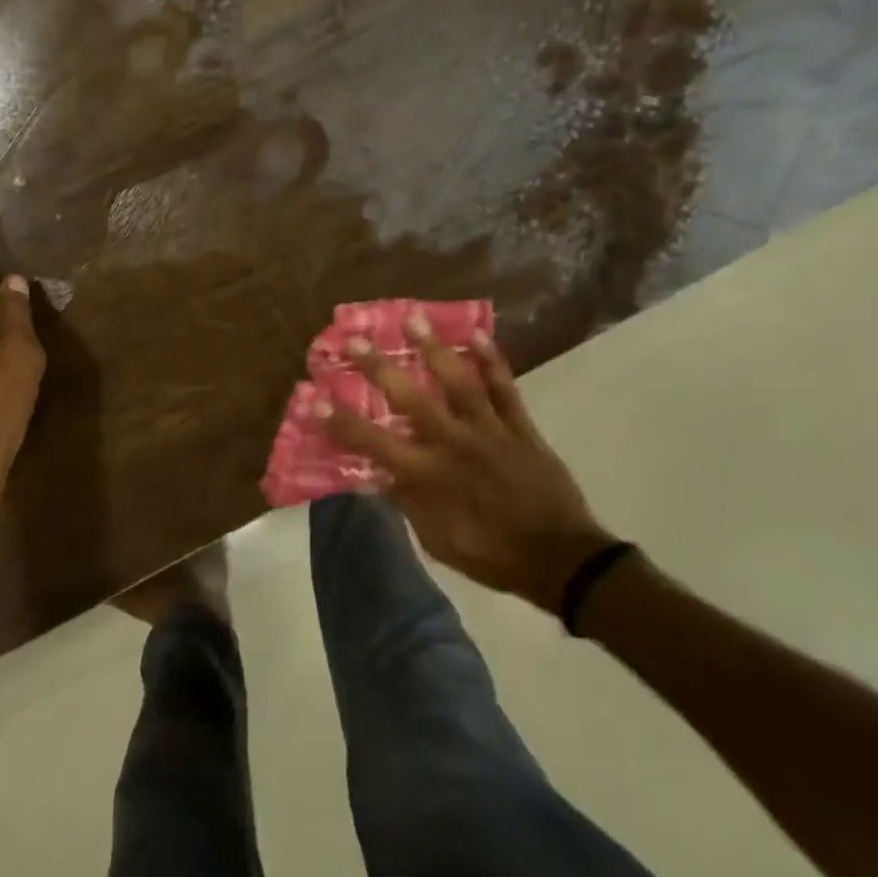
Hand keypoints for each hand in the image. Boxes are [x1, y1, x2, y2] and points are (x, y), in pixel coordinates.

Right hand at [324, 316, 616, 615]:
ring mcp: (489, 430)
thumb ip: (408, 502)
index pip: (374, 443)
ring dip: (434, 348)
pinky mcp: (520, 426)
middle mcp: (454, 443)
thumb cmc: (492, 554)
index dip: (343, 421)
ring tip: (413, 317)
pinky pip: (504, 388)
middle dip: (378, 367)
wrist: (560, 558)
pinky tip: (478, 335)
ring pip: (458, 381)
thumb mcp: (438, 541)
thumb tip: (378, 473)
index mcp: (429, 476)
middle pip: (411, 398)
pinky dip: (492, 361)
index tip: (316, 397)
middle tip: (354, 339)